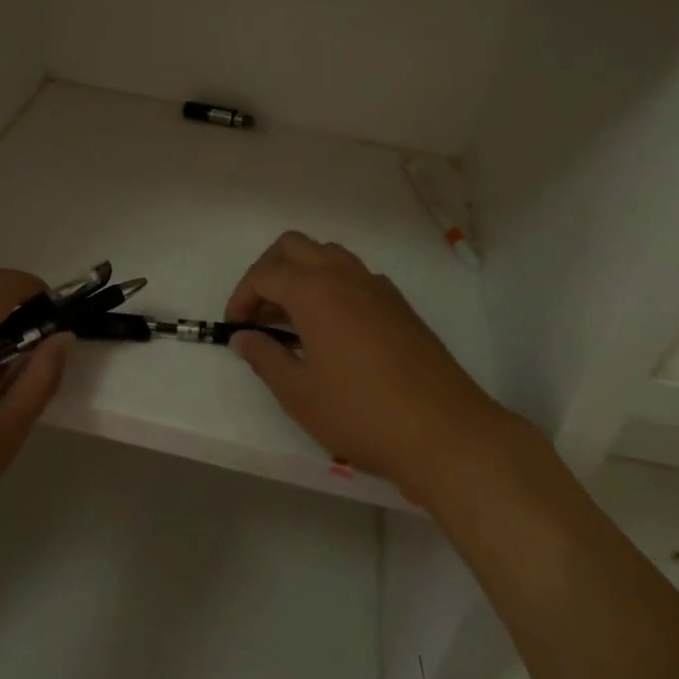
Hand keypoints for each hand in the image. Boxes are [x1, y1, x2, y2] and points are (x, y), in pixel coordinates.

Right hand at [225, 232, 514, 503]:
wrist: (444, 431)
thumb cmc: (362, 414)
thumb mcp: (300, 394)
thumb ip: (265, 358)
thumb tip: (243, 337)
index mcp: (315, 291)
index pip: (265, 274)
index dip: (241, 297)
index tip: (234, 329)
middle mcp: (345, 276)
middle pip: (293, 247)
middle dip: (267, 271)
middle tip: (257, 313)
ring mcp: (376, 286)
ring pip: (327, 255)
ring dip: (301, 274)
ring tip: (291, 319)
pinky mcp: (398, 304)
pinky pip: (354, 275)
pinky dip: (332, 285)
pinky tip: (332, 329)